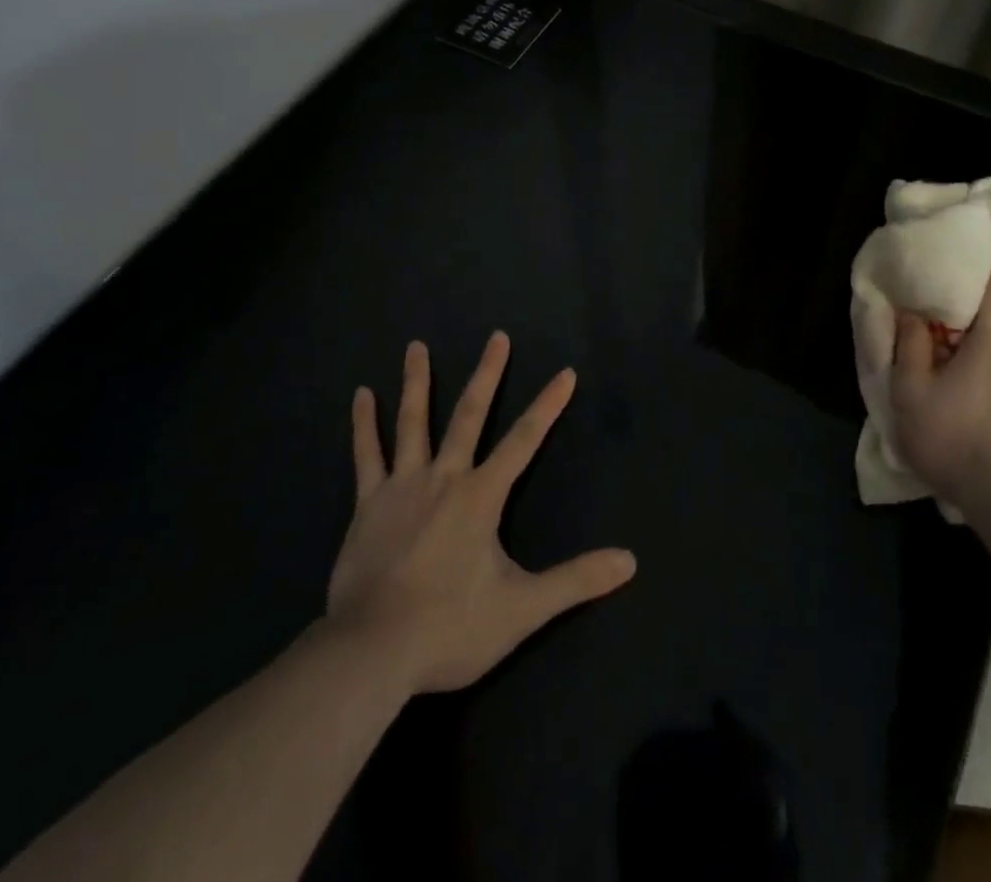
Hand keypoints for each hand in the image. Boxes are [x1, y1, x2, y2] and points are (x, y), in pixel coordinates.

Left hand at [325, 332, 635, 694]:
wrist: (372, 653)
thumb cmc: (450, 628)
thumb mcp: (523, 609)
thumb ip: (576, 581)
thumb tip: (629, 561)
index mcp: (481, 496)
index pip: (525, 440)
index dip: (548, 405)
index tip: (565, 373)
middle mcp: (444, 478)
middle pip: (470, 415)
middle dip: (488, 374)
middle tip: (497, 337)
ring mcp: (402, 487)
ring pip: (412, 423)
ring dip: (417, 383)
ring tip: (416, 346)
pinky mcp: (368, 504)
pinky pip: (366, 455)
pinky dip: (363, 424)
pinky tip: (360, 395)